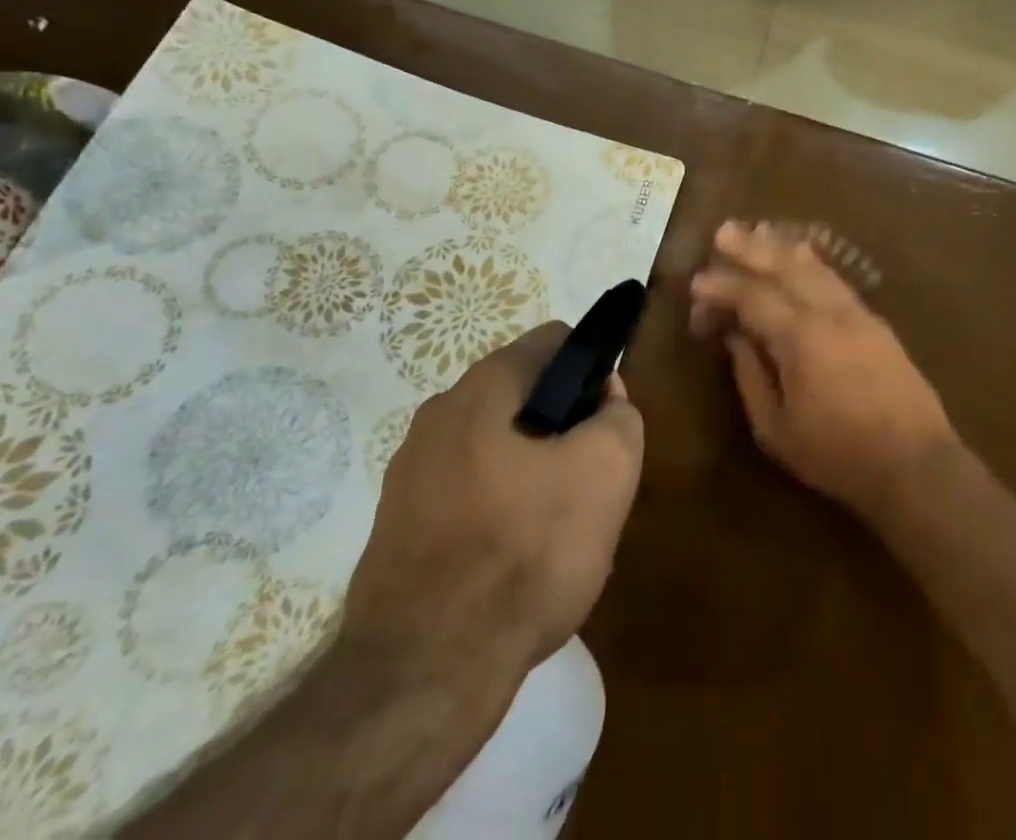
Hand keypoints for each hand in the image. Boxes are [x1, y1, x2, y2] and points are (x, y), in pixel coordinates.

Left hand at [341, 324, 643, 680]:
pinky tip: (513, 564)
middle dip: (562, 427)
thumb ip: (619, 415)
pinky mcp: (397, 528)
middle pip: (523, 396)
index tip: (606, 423)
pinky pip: (466, 495)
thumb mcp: (607, 471)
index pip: (554, 341)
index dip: (593, 371)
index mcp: (482, 388)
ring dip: (531, 472)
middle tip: (586, 483)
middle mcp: (437, 416)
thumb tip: (602, 399)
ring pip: (496, 448)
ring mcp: (409, 473)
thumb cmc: (526, 552)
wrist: (424, 675)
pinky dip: (496, 512)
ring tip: (554, 531)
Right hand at [689, 221, 956, 521]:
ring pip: (814, 267)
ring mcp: (856, 313)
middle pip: (785, 267)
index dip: (722, 287)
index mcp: (800, 338)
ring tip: (759, 231)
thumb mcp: (777, 430)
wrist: (915, 463)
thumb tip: (737, 339)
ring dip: (782, 248)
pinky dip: (812, 263)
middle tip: (724, 231)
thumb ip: (751, 378)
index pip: (753, 297)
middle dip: (751, 248)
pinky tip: (802, 258)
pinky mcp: (874, 321)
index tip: (697, 282)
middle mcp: (829, 312)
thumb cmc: (838, 455)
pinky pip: (834, 280)